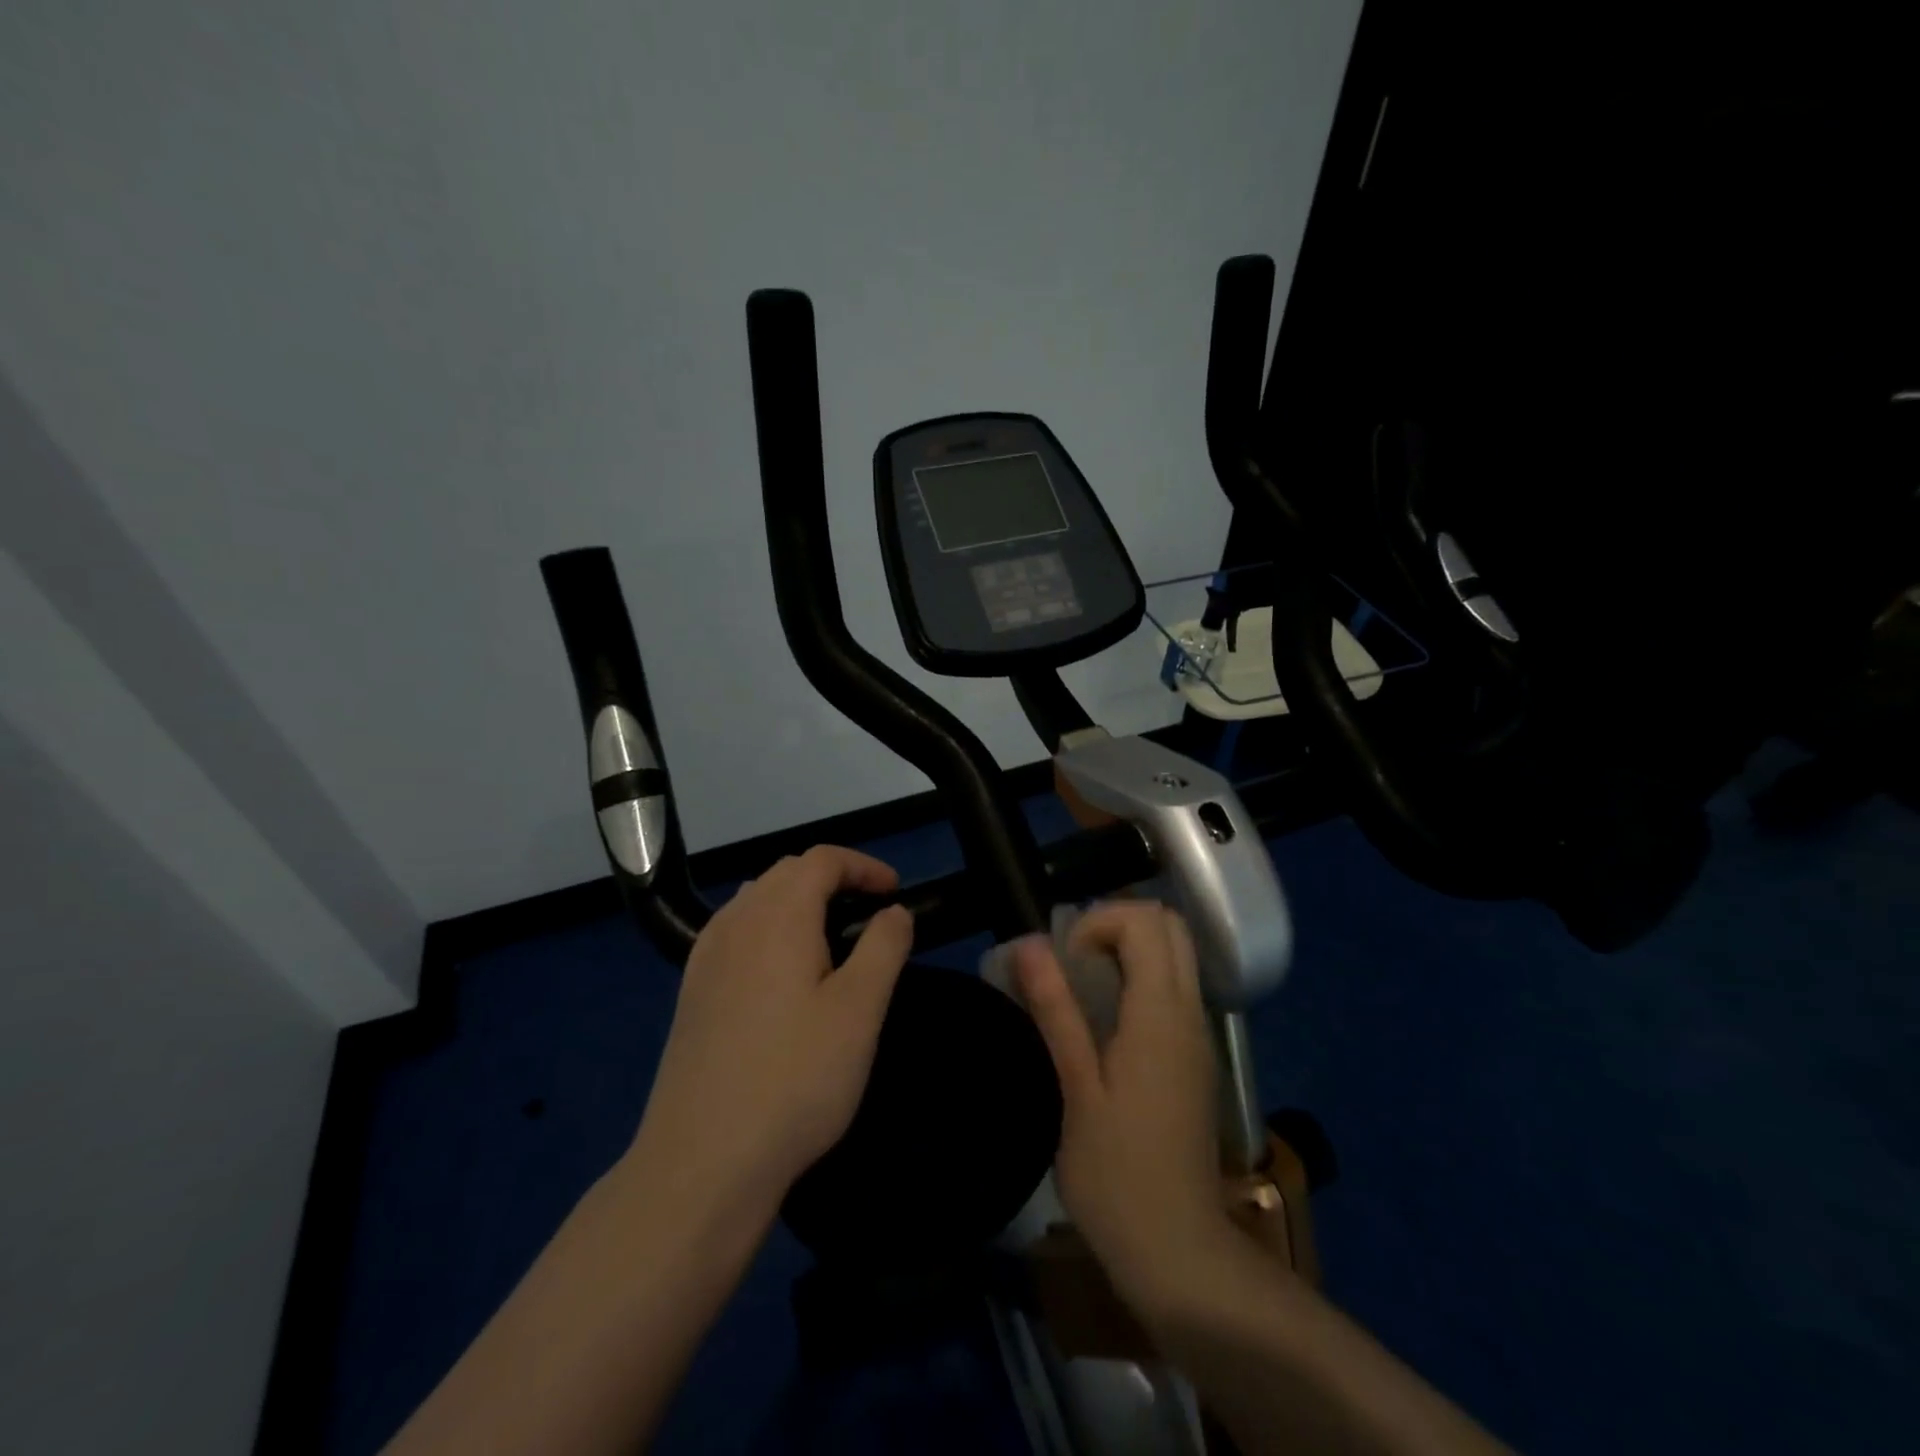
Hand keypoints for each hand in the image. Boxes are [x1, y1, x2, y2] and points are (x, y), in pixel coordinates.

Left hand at [629, 845, 913, 1219]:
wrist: (702, 1162)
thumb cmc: (795, 1078)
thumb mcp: (860, 1010)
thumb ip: (883, 946)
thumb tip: (893, 911)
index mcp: (777, 915)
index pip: (821, 859)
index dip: (864, 865)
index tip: (896, 892)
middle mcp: (735, 922)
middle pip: (786, 873)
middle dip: (833, 879)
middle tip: (870, 914)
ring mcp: (705, 958)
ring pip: (756, 900)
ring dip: (798, 902)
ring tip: (831, 939)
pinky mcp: (691, 993)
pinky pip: (735, 933)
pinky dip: (768, 929)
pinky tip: (782, 974)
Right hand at [1014, 902, 1233, 1306]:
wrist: (1178, 1249)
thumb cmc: (1116, 1173)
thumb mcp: (1077, 1088)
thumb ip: (1056, 1009)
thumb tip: (1029, 944)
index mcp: (1160, 1014)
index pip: (1146, 921)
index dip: (1098, 921)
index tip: (1064, 961)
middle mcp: (1190, 1012)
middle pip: (1170, 926)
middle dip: (1117, 923)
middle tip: (1073, 961)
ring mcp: (1199, 1034)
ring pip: (1177, 954)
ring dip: (1130, 949)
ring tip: (1082, 986)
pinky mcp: (1196, 1056)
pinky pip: (1176, 987)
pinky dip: (1142, 976)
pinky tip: (1105, 1020)